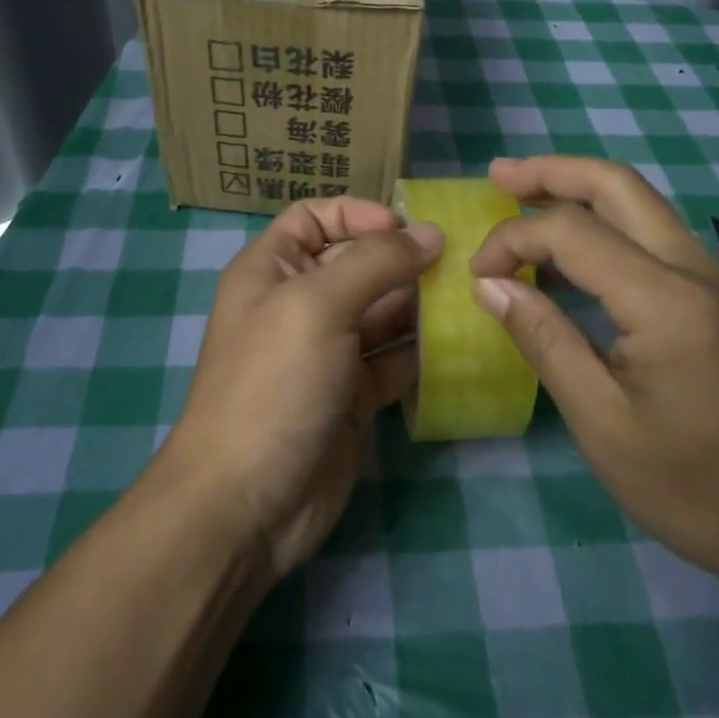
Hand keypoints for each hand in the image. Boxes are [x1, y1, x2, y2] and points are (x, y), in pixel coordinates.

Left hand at [160, 197, 442, 580]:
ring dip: (423, 305)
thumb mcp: (318, 306)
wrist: (246, 504)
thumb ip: (376, 262)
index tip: (406, 227)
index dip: (357, 213)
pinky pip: (396, 360)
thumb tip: (431, 232)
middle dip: (405, 259)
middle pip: (358, 263)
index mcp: (273, 269)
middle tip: (463, 262)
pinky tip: (463, 345)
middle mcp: (300, 303)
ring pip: (384, 312)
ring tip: (472, 298)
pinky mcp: (355, 396)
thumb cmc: (273, 384)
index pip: (314, 218)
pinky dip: (425, 353)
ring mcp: (329, 351)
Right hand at [469, 156, 718, 598]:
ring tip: (524, 196)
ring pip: (641, 204)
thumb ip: (545, 340)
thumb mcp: (602, 424)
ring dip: (580, 191)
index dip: (512, 239)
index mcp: (665, 300)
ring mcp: (715, 280)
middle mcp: (695, 270)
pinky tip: (574, 254)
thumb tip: (490, 285)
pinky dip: (606, 224)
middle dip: (551, 172)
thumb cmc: (695, 488)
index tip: (478, 276)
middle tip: (497, 174)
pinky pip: (655, 237)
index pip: (571, 231)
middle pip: (617, 186)